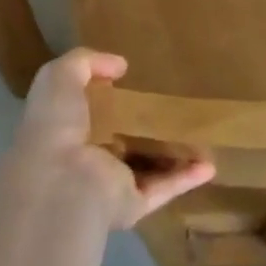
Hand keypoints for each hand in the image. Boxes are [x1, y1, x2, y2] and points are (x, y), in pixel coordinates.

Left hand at [4, 48, 214, 229]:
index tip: (132, 81)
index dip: (106, 98)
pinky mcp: (133, 203)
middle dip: (142, 128)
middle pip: (120, 141)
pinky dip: (186, 178)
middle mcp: (86, 159)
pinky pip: (163, 188)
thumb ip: (85, 62)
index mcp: (65, 131)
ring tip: (199, 136)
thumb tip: (119, 66)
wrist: (62, 182)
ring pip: (145, 167)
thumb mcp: (59, 77)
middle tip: (171, 107)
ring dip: (170, 155)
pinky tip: (209, 165)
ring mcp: (110, 184)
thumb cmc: (56, 126)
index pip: (86, 114)